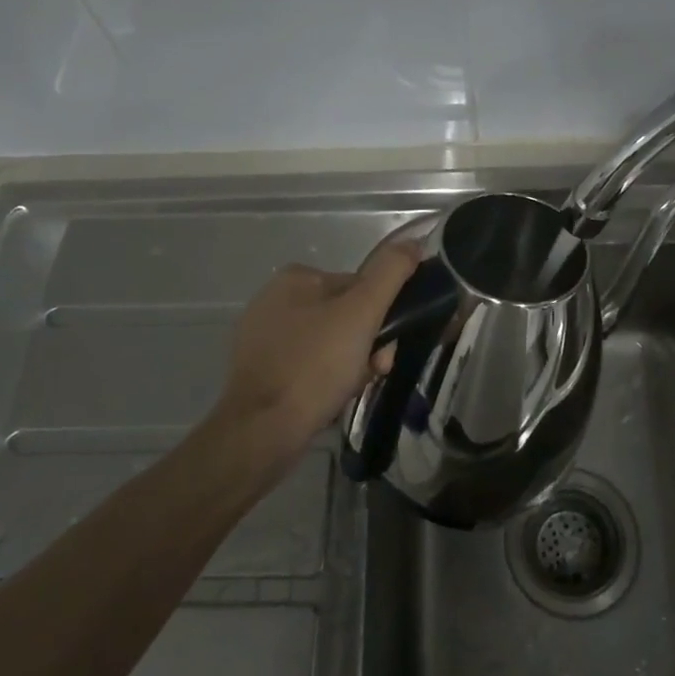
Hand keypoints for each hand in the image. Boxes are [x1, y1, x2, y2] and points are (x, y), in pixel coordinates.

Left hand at [216, 237, 422, 457]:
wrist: (262, 432)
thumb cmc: (315, 365)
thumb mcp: (362, 312)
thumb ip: (390, 273)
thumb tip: (413, 243)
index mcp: (296, 277)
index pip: (358, 288)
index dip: (380, 317)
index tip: (386, 348)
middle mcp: (275, 300)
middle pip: (345, 317)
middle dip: (367, 345)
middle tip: (373, 371)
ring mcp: (264, 337)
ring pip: (330, 344)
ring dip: (351, 365)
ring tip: (350, 389)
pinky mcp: (261, 370)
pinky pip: (309, 366)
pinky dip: (326, 380)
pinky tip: (330, 399)